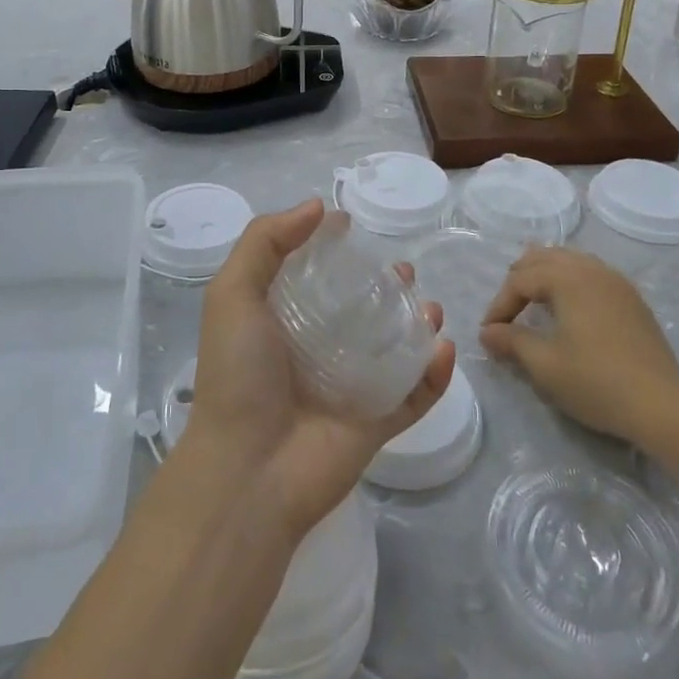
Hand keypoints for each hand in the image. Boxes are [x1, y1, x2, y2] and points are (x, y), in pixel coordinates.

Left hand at [183, 198, 456, 543]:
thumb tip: (316, 206)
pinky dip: (434, 374)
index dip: (330, 248)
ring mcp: (348, 390)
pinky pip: (413, 396)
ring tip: (429, 306)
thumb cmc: (239, 375)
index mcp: (279, 322)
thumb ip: (265, 242)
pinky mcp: (374, 424)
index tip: (351, 226)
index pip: (311, 277)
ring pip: (392, 350)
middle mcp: (314, 351)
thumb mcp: (233, 293)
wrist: (248, 472)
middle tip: (402, 270)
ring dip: (416, 325)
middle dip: (383, 286)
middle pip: (359, 310)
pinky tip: (444, 348)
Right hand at [479, 246, 678, 450]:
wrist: (662, 405)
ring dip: (546, 275)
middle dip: (520, 279)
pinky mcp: (632, 299)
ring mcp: (616, 281)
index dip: (500, 304)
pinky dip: (571, 280)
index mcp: (567, 278)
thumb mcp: (544, 365)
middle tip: (507, 309)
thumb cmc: (596, 381)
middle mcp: (591, 269)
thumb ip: (511, 341)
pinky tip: (570, 306)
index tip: (489, 333)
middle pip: (545, 257)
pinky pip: (592, 273)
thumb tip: (487, 332)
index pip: (520, 279)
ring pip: (571, 261)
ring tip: (534, 300)